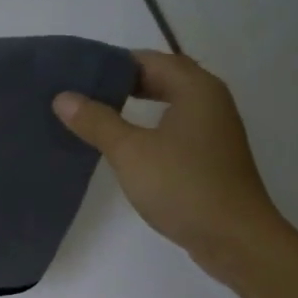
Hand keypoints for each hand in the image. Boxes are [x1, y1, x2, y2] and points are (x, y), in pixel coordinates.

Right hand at [54, 50, 287, 283]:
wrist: (234, 238)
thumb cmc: (183, 186)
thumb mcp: (130, 152)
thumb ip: (97, 121)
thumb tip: (63, 97)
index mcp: (196, 88)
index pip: (149, 59)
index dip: (112, 63)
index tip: (77, 75)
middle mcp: (211, 101)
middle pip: (162, 80)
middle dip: (123, 85)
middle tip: (83, 96)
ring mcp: (215, 131)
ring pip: (170, 107)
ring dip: (137, 109)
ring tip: (98, 119)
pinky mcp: (213, 158)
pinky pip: (177, 131)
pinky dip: (152, 131)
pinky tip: (128, 150)